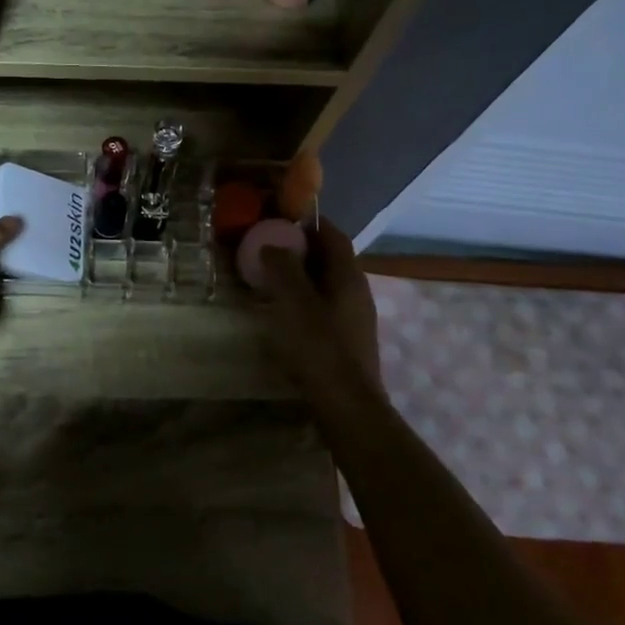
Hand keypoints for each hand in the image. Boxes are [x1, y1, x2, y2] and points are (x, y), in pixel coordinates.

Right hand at [255, 218, 381, 395]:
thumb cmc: (319, 346)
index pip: (332, 234)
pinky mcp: (348, 340)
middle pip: (330, 258)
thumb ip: (281, 267)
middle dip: (300, 249)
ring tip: (269, 280)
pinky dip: (305, 300)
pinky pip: (325, 306)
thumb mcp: (292, 301)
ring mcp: (356, 317)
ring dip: (301, 276)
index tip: (279, 218)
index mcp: (348, 275)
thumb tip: (273, 245)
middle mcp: (357, 291)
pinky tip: (284, 313)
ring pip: (327, 284)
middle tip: (267, 248)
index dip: (308, 223)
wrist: (346, 405)